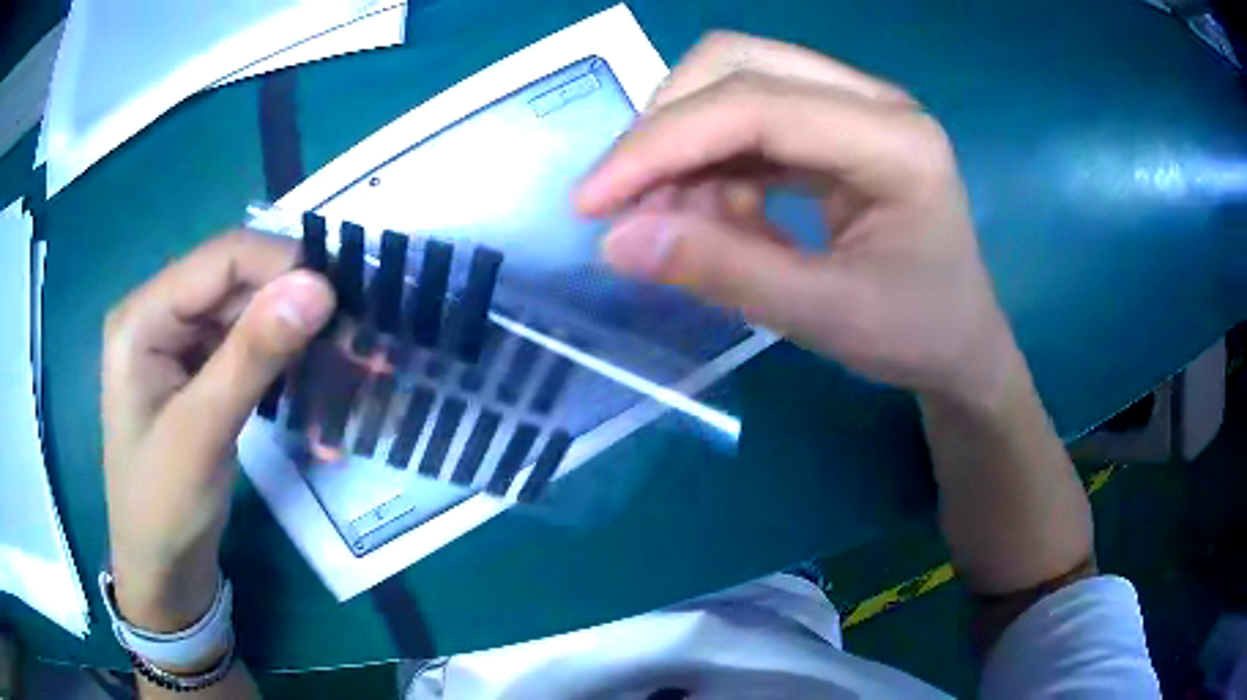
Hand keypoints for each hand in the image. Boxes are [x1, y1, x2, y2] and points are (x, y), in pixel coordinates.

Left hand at [102, 232, 333, 630]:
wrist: (161, 572)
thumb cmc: (163, 508)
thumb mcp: (202, 433)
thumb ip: (253, 355)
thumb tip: (318, 286)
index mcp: (143, 316)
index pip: (221, 259)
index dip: (282, 265)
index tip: (342, 300)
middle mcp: (160, 315)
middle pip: (236, 283)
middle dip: (295, 304)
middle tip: (356, 337)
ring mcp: (179, 345)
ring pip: (248, 315)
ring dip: (296, 336)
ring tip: (348, 361)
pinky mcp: (198, 373)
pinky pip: (247, 349)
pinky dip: (283, 365)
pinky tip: (314, 386)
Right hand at [577, 33, 1018, 408]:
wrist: (962, 344)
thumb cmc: (917, 335)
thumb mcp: (826, 318)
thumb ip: (725, 274)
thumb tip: (616, 243)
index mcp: (896, 140)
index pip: (756, 104)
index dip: (661, 143)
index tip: (592, 201)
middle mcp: (875, 101)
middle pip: (736, 63)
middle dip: (667, 129)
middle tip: (630, 204)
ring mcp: (855, 106)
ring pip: (735, 81)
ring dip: (687, 147)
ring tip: (680, 223)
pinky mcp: (836, 125)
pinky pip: (751, 118)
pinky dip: (714, 162)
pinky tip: (720, 215)